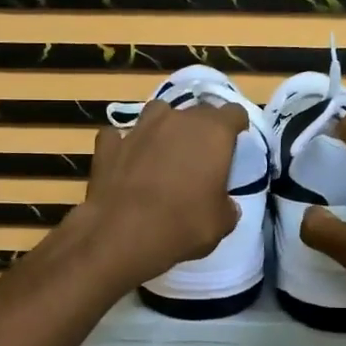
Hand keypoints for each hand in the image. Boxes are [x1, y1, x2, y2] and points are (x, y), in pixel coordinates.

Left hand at [72, 99, 247, 290]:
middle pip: (197, 112)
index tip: (235, 144)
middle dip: (201, 129)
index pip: (234, 113)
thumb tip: (225, 205)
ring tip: (163, 152)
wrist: (123, 233)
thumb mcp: (222, 223)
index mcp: (213, 132)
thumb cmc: (184, 224)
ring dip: (163, 128)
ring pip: (157, 113)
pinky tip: (126, 162)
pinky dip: (124, 146)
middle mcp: (177, 120)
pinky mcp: (109, 144)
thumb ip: (227, 206)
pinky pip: (119, 136)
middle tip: (201, 157)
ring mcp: (139, 128)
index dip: (236, 127)